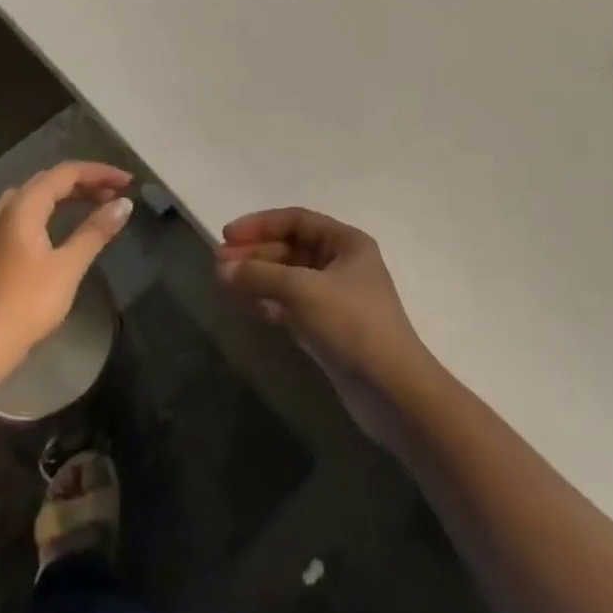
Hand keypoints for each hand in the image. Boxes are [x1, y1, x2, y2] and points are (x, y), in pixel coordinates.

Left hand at [0, 162, 133, 385]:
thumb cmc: (27, 303)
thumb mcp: (68, 266)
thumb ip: (95, 231)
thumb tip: (124, 204)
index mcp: (24, 206)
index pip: (66, 173)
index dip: (99, 173)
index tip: (128, 183)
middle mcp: (8, 209)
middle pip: (50, 180)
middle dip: (85, 181)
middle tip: (115, 194)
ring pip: (37, 196)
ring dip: (67, 194)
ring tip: (94, 203)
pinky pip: (28, 212)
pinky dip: (52, 209)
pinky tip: (62, 226)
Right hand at [215, 207, 432, 401]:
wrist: (394, 392)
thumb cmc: (352, 324)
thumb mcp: (303, 290)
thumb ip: (260, 275)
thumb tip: (223, 268)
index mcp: (346, 242)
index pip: (296, 220)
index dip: (260, 224)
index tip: (227, 236)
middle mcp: (342, 264)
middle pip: (290, 249)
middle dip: (254, 254)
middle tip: (218, 264)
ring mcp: (336, 298)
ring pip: (288, 278)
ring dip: (258, 278)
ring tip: (223, 284)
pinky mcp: (329, 328)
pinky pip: (292, 305)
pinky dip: (269, 303)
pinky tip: (246, 307)